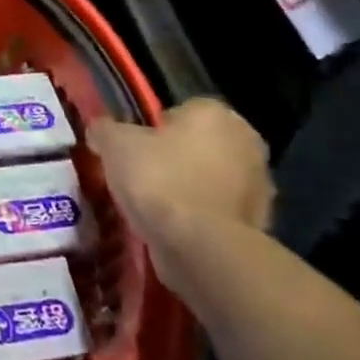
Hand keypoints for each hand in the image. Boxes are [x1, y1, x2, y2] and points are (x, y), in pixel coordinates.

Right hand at [88, 99, 272, 295]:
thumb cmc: (160, 180)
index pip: (179, 111)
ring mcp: (259, 186)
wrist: (201, 247)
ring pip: (210, 179)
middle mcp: (246, 142)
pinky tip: (173, 229)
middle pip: (198, 144)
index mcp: (216, 114)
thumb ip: (105, 129)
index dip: (152, 129)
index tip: (133, 150)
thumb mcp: (115, 145)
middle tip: (140, 177)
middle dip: (174, 158)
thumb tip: (100, 130)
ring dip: (189, 188)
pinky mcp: (259, 224)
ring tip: (154, 207)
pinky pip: (218, 211)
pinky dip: (199, 217)